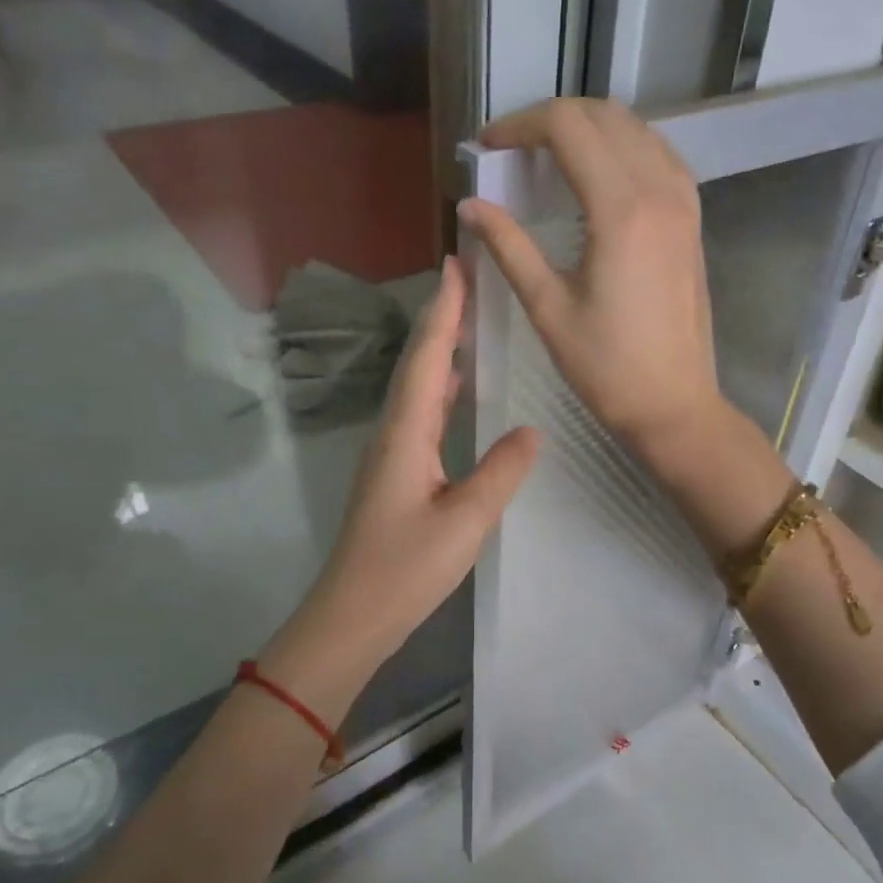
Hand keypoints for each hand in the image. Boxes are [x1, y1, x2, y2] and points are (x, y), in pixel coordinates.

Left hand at [260, 257, 539, 714]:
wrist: (351, 617)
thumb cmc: (405, 570)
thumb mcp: (465, 522)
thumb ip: (501, 473)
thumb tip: (530, 430)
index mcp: (406, 435)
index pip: (427, 359)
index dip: (443, 311)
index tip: (457, 265)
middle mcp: (393, 434)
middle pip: (417, 364)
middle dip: (441, 320)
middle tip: (468, 281)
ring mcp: (390, 455)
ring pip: (416, 388)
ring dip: (439, 351)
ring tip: (468, 324)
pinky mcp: (395, 475)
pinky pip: (420, 414)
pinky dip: (439, 389)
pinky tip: (456, 392)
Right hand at [460, 98, 725, 458]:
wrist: (674, 404)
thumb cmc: (606, 367)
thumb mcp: (548, 307)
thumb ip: (508, 246)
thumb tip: (469, 204)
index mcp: (620, 210)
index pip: (567, 127)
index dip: (519, 125)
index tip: (487, 146)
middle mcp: (659, 190)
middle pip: (603, 116)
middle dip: (550, 119)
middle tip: (512, 150)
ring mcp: (684, 202)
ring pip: (635, 129)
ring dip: (588, 128)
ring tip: (548, 157)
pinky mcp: (692, 219)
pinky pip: (658, 155)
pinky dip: (622, 147)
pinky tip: (598, 174)